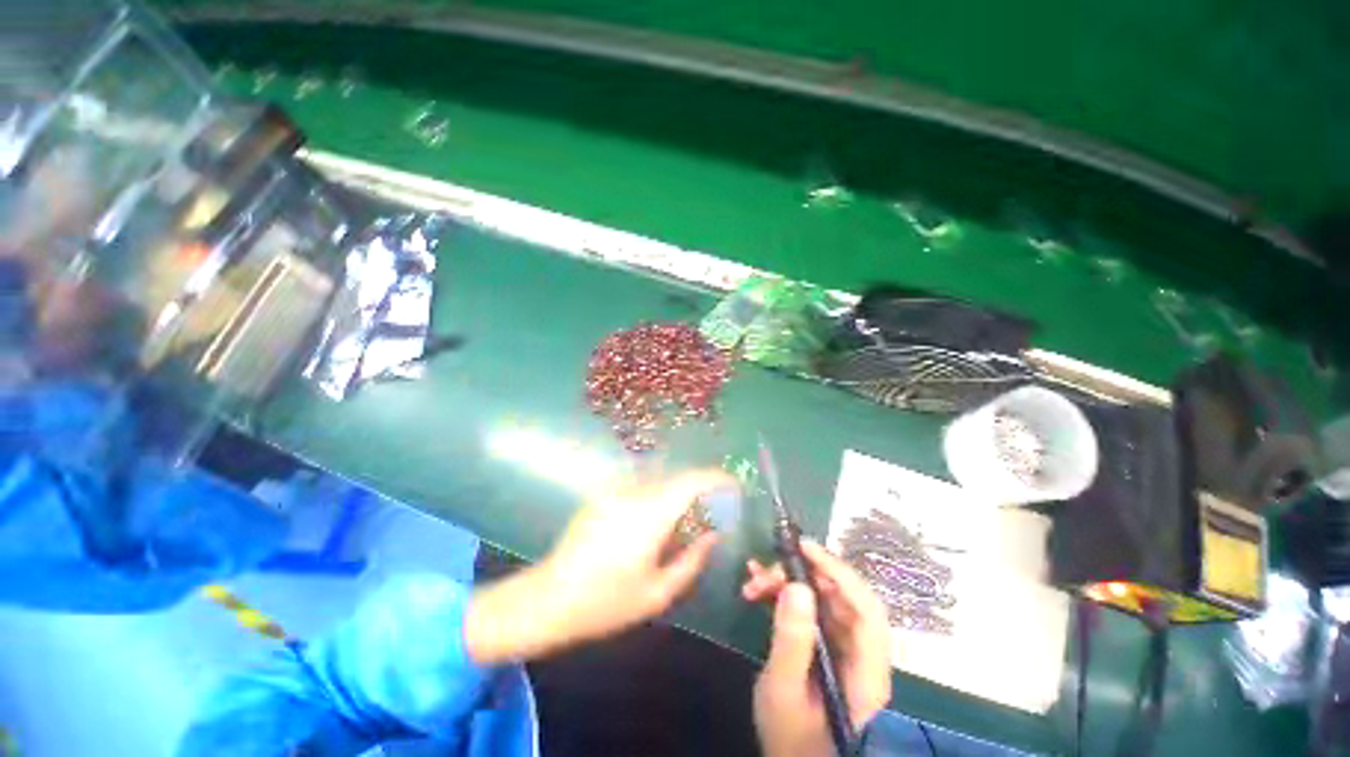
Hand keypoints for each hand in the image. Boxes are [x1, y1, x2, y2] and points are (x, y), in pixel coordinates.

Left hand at [465, 469, 734, 663]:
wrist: (548, 599)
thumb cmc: (606, 603)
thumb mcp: (657, 593)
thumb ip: (691, 561)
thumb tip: (713, 536)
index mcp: (650, 514)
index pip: (691, 481)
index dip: (716, 478)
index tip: (734, 485)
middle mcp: (633, 492)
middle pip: (677, 476)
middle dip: (701, 485)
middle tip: (716, 505)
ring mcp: (615, 490)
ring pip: (660, 478)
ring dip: (680, 489)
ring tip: (691, 512)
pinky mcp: (603, 495)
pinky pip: (642, 485)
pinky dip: (660, 493)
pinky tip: (659, 518)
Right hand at [743, 540, 891, 756]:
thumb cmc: (790, 737)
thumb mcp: (783, 690)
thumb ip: (792, 641)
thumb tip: (796, 585)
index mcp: (866, 671)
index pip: (866, 610)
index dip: (839, 572)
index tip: (805, 548)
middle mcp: (860, 653)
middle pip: (840, 597)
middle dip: (802, 575)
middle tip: (766, 571)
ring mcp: (841, 647)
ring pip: (821, 598)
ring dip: (787, 582)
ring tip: (753, 580)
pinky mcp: (822, 644)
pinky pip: (807, 607)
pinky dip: (783, 592)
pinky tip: (756, 585)